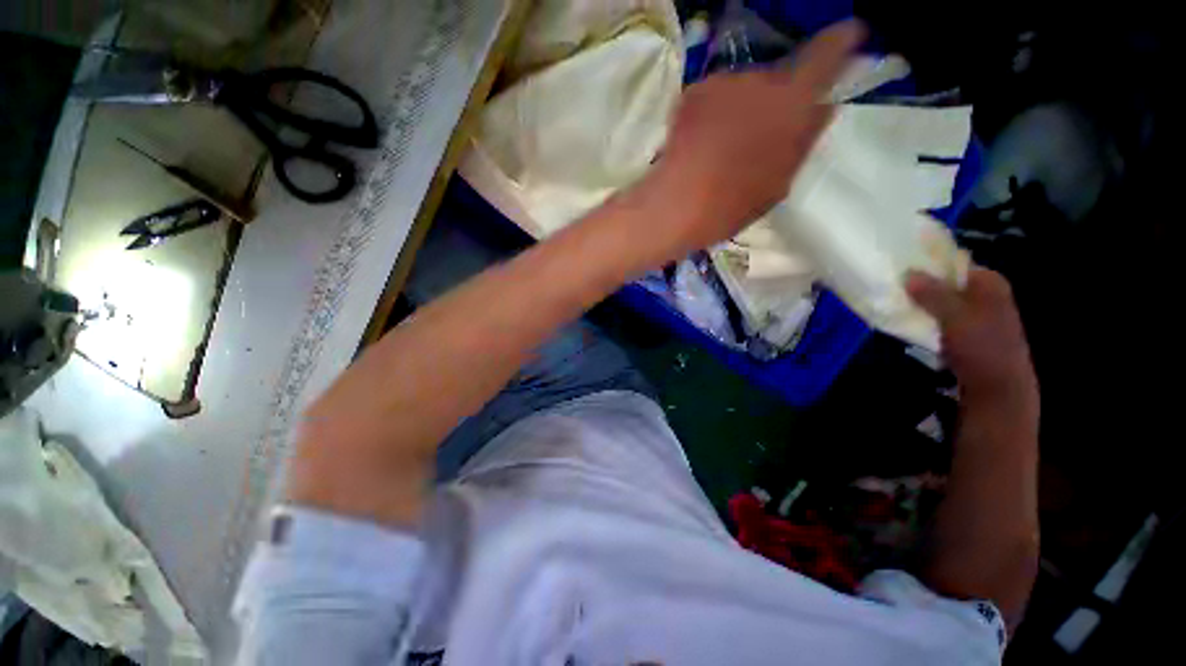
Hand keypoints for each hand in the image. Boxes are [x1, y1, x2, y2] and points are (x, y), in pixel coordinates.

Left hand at [643, 20, 863, 260]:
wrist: (676, 204)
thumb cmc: (732, 202)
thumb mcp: (780, 180)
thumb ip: (804, 138)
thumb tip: (821, 108)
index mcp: (793, 99)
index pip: (829, 52)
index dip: (843, 41)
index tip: (850, 37)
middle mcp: (761, 77)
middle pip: (778, 77)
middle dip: (777, 99)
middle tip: (761, 136)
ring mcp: (723, 81)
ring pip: (744, 88)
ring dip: (742, 107)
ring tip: (725, 147)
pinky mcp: (693, 92)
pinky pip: (715, 97)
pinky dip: (715, 113)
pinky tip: (702, 142)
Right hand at [907, 268, 1038, 408]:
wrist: (997, 389)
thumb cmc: (981, 347)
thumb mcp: (955, 316)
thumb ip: (932, 294)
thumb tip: (908, 273)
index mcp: (989, 283)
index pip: (953, 264)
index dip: (927, 266)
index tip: (899, 271)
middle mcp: (987, 294)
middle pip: (947, 284)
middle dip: (921, 287)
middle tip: (894, 290)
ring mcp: (979, 315)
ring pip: (943, 302)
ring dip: (922, 305)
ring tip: (897, 306)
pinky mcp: (970, 333)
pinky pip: (943, 318)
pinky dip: (928, 319)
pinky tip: (912, 324)